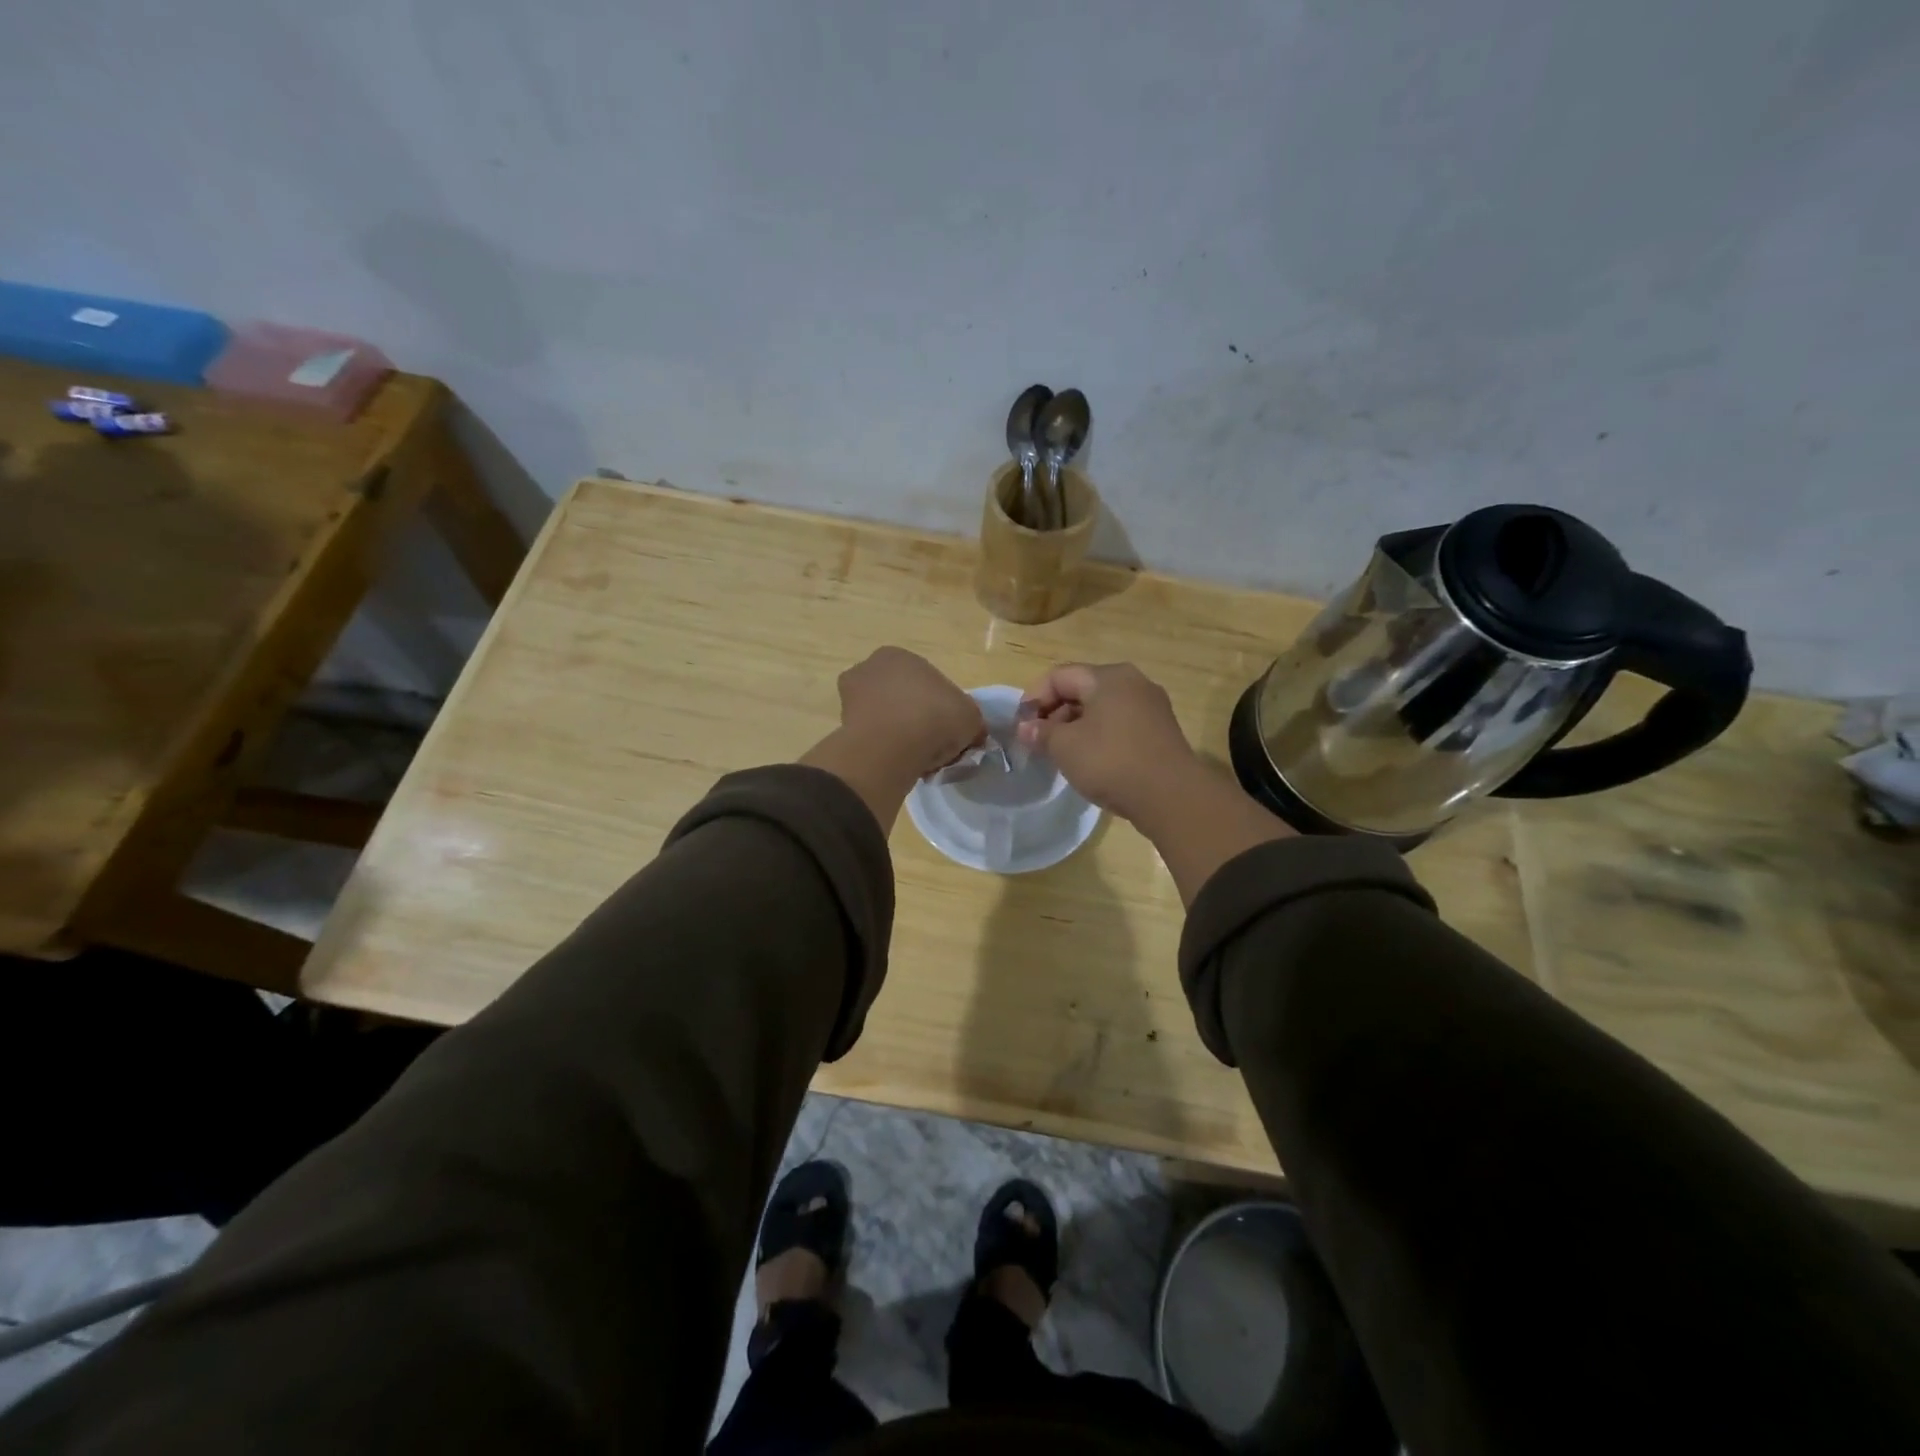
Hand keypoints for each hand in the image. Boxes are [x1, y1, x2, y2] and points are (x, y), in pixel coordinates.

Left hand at [836, 647, 984, 777]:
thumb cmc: (934, 717)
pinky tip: (901, 764)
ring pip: (885, 718)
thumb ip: (970, 720)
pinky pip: (874, 738)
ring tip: (918, 758)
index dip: (941, 705)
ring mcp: (850, 698)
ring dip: (899, 734)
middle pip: (901, 697)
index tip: (949, 727)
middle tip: (934, 743)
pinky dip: (886, 750)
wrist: (891, 748)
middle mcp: (868, 669)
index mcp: (898, 655)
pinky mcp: (841, 728)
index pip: (925, 680)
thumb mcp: (970, 716)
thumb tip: (971, 733)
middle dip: (915, 718)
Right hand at [1020, 661, 1292, 901]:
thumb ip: (1041, 732)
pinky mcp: (1160, 731)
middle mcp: (1133, 683)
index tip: (1020, 726)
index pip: (1059, 675)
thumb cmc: (1111, 762)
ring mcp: (1151, 707)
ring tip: (1060, 754)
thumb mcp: (1066, 747)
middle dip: (1054, 713)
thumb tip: (1025, 728)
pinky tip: (1089, 761)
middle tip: (1037, 741)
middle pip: (1082, 689)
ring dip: (1075, 727)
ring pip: (1101, 708)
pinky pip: (1119, 724)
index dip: (1033, 698)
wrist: (1171, 796)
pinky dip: (1098, 736)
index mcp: (1109, 677)